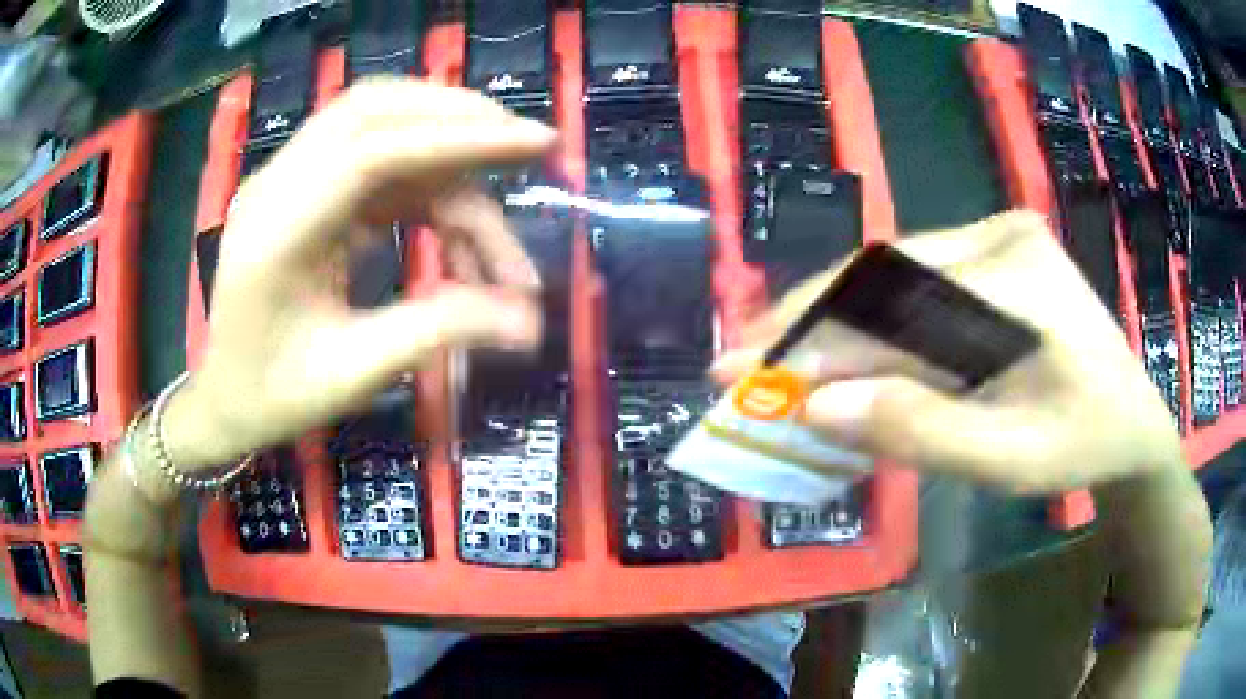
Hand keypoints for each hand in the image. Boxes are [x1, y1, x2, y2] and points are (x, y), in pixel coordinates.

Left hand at [163, 79, 556, 469]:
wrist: (223, 398)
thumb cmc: (274, 397)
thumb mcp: (353, 374)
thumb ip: (438, 332)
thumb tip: (528, 322)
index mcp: (276, 232)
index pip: (371, 151)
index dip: (457, 139)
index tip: (534, 142)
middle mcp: (277, 185)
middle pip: (373, 110)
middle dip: (457, 120)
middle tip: (524, 149)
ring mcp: (288, 179)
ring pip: (379, 124)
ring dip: (445, 149)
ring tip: (492, 211)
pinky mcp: (305, 187)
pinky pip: (375, 157)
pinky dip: (425, 181)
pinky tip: (453, 228)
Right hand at [714, 211, 1184, 492]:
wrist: (1131, 425)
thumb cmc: (1083, 445)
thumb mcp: (1008, 458)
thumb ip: (920, 431)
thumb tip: (816, 408)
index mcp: (1015, 272)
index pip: (892, 295)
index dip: (813, 334)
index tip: (745, 368)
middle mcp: (1000, 234)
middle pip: (886, 272)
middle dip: (813, 320)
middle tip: (747, 360)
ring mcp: (998, 239)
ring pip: (896, 277)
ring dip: (839, 322)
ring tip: (783, 361)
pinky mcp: (995, 259)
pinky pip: (920, 286)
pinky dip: (877, 324)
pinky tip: (848, 353)